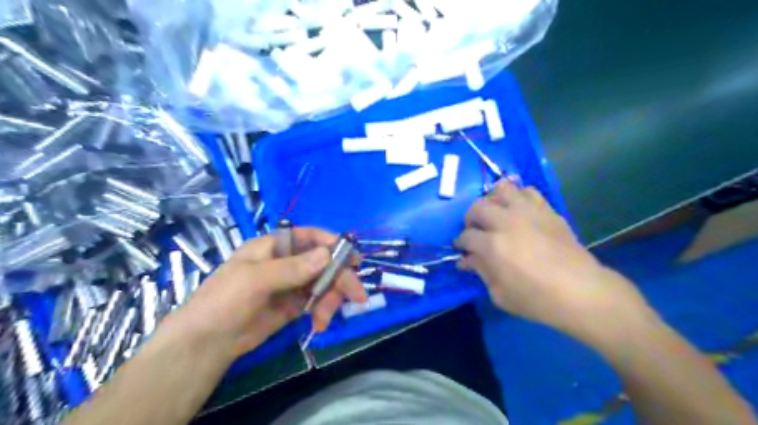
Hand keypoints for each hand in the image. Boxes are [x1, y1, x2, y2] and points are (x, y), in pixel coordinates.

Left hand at [177, 227, 366, 355]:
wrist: (205, 344)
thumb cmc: (224, 301)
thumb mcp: (255, 280)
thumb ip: (292, 268)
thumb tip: (327, 254)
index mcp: (273, 246)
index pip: (308, 236)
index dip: (331, 243)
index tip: (351, 256)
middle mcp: (285, 262)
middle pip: (322, 262)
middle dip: (340, 277)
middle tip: (357, 295)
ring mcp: (291, 284)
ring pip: (323, 283)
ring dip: (331, 299)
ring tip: (325, 319)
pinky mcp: (294, 305)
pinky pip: (317, 301)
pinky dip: (323, 310)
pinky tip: (320, 324)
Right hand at [456, 181, 643, 340]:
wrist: (581, 291)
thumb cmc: (537, 299)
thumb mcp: (500, 294)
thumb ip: (481, 271)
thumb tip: (467, 260)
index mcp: (492, 245)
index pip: (466, 236)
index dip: (460, 243)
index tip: (462, 250)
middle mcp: (507, 222)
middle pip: (477, 207)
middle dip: (470, 219)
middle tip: (475, 231)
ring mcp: (528, 212)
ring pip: (501, 189)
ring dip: (492, 200)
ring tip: (495, 213)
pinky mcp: (547, 210)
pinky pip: (527, 191)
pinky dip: (518, 197)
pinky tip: (518, 210)